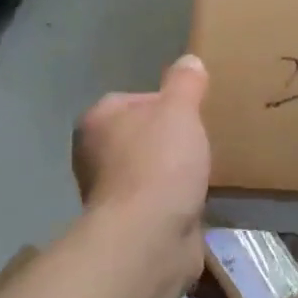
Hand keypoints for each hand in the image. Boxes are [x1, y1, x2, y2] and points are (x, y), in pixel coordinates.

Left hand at [73, 55, 211, 274]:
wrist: (149, 237)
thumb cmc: (160, 163)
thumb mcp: (179, 110)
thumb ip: (185, 83)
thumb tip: (188, 61)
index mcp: (97, 120)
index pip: (134, 99)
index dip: (167, 104)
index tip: (194, 116)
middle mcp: (94, 156)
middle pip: (141, 137)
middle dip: (170, 141)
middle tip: (202, 144)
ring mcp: (109, 193)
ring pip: (149, 172)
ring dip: (173, 174)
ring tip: (204, 174)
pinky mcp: (127, 225)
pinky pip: (157, 203)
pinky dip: (174, 203)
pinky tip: (195, 203)